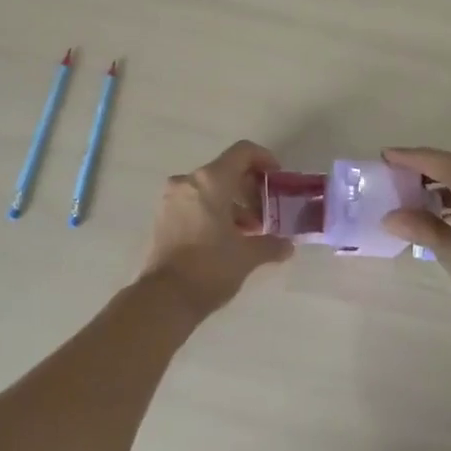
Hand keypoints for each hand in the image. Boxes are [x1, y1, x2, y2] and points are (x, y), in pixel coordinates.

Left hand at [141, 141, 293, 319]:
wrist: (163, 299)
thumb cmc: (210, 267)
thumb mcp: (247, 256)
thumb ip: (271, 244)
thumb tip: (287, 246)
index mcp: (211, 180)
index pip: (243, 152)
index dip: (264, 159)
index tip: (277, 179)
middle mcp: (188, 181)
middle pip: (226, 170)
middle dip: (250, 188)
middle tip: (267, 211)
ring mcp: (172, 198)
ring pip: (210, 188)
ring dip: (233, 203)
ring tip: (250, 231)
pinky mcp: (163, 217)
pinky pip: (195, 202)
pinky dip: (214, 211)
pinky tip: (227, 238)